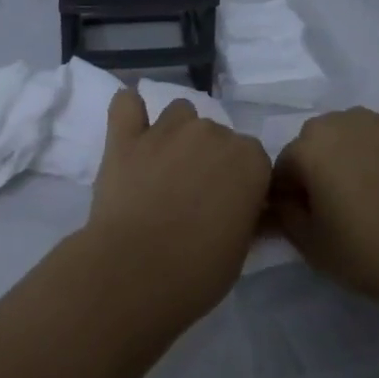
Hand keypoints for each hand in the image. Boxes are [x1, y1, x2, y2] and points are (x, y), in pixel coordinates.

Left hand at [82, 87, 271, 325]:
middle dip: (208, 157)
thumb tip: (242, 207)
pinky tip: (130, 128)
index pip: (253, 158)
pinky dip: (129, 109)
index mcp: (249, 159)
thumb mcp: (241, 249)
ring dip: (176, 133)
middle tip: (193, 195)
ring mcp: (166, 130)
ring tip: (163, 167)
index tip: (228, 205)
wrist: (135, 273)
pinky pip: (126, 103)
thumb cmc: (198, 272)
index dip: (240, 181)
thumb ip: (245, 215)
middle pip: (216, 134)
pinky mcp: (125, 137)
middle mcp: (212, 133)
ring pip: (179, 113)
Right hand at [270, 108, 378, 309]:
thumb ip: (287, 214)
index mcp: (312, 145)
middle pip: (323, 142)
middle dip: (325, 167)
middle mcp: (348, 121)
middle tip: (344, 207)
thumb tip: (287, 199)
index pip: (286, 165)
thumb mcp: (311, 246)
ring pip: (362, 136)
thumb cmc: (372, 251)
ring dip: (361, 158)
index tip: (309, 220)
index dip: (292, 194)